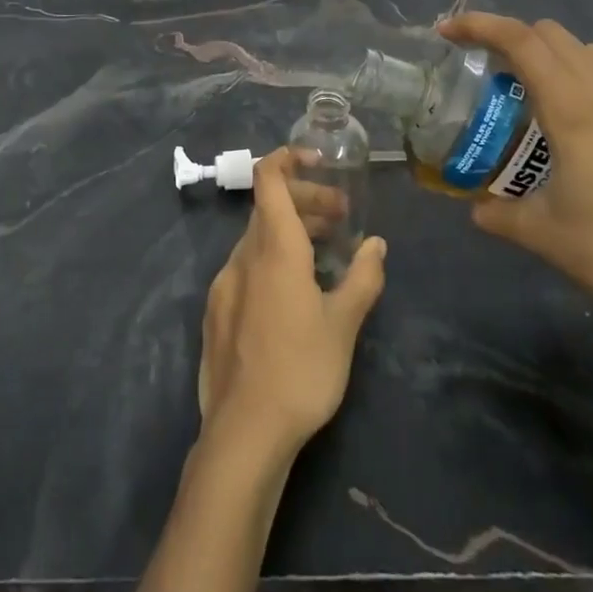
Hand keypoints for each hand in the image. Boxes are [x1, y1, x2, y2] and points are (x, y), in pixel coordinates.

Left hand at [197, 148, 386, 458]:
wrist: (243, 433)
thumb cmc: (301, 371)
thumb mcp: (344, 324)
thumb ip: (363, 278)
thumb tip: (376, 245)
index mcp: (274, 249)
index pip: (269, 179)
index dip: (288, 159)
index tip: (318, 162)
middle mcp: (243, 256)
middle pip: (269, 208)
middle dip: (305, 202)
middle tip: (341, 219)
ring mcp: (224, 283)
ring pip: (257, 238)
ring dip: (290, 232)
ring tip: (324, 253)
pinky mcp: (216, 311)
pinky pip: (246, 266)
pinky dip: (271, 258)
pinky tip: (293, 291)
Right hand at [436, 12, 592, 334]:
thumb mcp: (540, 232)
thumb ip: (498, 212)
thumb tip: (477, 208)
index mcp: (571, 106)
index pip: (518, 40)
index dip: (478, 26)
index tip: (449, 32)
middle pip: (552, 35)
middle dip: (516, 43)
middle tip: (499, 77)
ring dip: (563, 61)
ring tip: (554, 99)